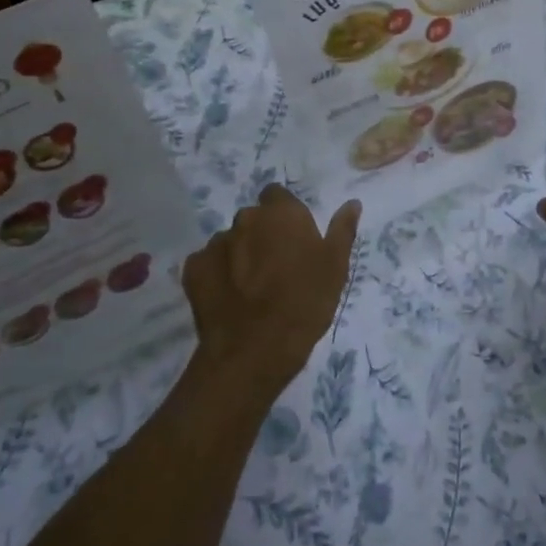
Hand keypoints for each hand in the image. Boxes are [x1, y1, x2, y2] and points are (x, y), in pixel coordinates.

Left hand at [183, 185, 360, 393]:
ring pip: (230, 242)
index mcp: (281, 213)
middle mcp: (246, 219)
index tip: (293, 238)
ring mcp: (216, 243)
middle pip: (253, 219)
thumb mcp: (336, 267)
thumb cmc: (304, 303)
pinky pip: (207, 264)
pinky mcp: (193, 269)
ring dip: (239, 255)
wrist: (254, 351)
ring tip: (250, 288)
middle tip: (275, 266)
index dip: (284, 214)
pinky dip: (216, 275)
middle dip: (261, 235)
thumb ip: (342, 230)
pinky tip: (229, 298)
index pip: (277, 195)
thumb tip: (352, 203)